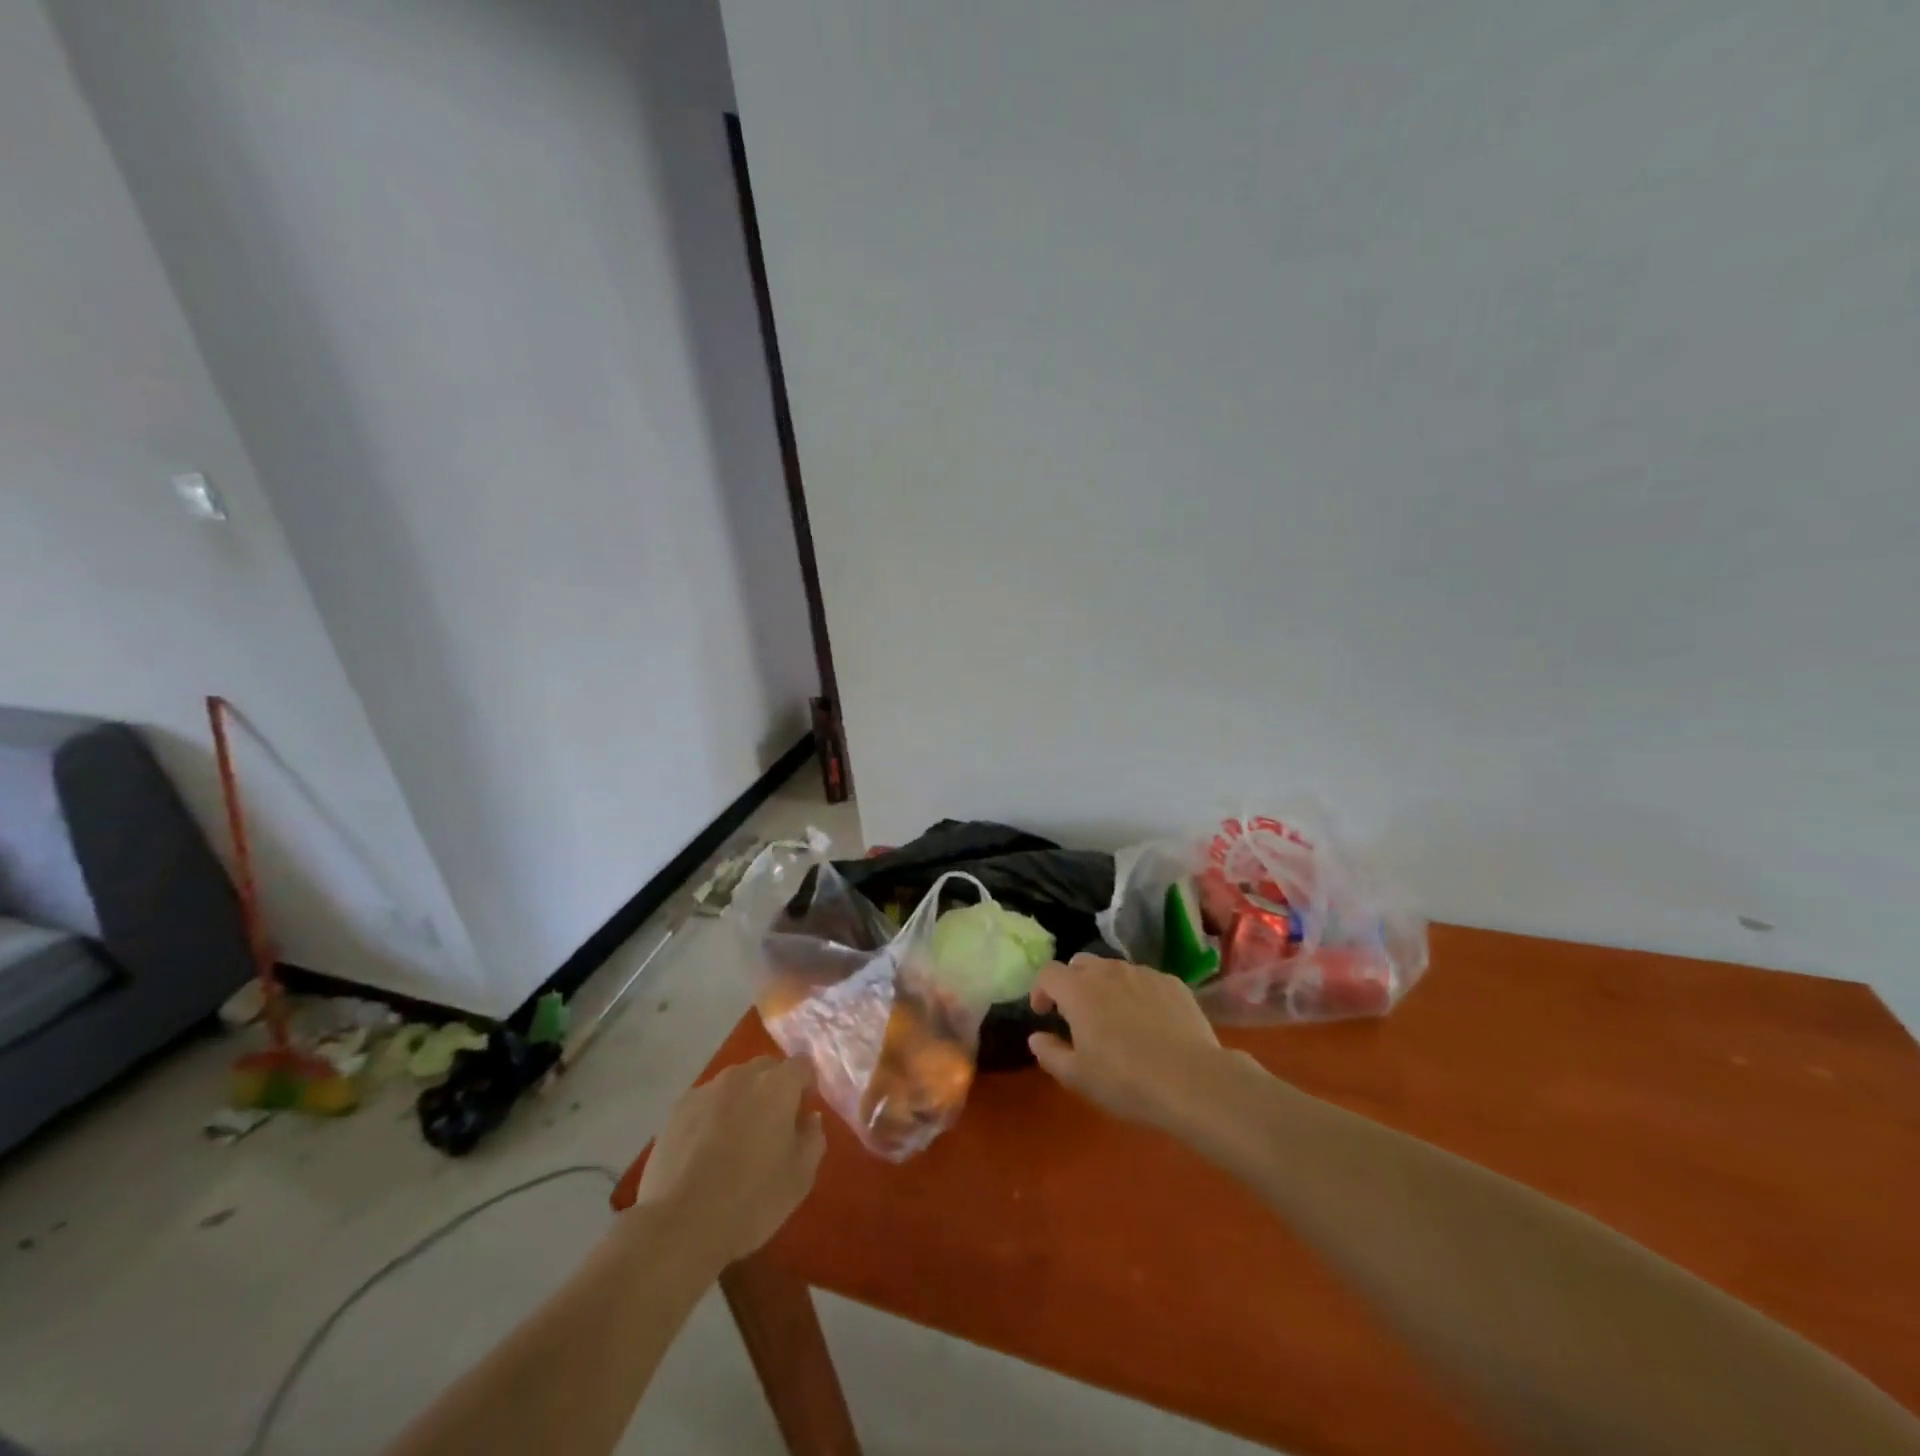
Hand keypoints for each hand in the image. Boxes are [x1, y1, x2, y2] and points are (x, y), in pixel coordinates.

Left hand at [634, 1056, 825, 1265]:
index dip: (806, 1085)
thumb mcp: (800, 1177)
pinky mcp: (677, 1109)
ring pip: (734, 1083)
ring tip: (736, 1139)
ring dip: (742, 1100)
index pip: (802, 1065)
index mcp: (777, 1085)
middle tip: (772, 1126)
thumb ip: (813, 1137)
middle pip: (766, 1068)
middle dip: (774, 1088)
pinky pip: (706, 1101)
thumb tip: (809, 1116)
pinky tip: (706, 1150)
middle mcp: (742, 1076)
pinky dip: (713, 1115)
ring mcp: (706, 1090)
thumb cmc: (751, 1200)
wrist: (680, 1226)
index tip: (803, 1113)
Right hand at [1028, 955, 1230, 1130]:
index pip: (1048, 973)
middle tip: (1077, 1013)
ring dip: (1105, 986)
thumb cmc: (1125, 1080)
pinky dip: (1137, 993)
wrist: (1191, 1080)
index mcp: (1078, 990)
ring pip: (1114, 969)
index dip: (1040, 990)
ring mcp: (1143, 973)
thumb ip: (1049, 1053)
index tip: (1043, 1013)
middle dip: (1072, 982)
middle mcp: (1108, 971)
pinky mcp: (1172, 982)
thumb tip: (1036, 1037)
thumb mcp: (1077, 1076)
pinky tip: (1148, 1021)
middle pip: (1080, 963)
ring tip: (1114, 1016)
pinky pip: (1144, 980)